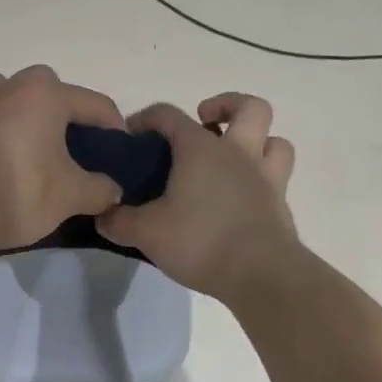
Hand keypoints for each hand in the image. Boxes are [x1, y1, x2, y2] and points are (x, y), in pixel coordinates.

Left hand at [0, 66, 125, 249]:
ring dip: (26, 110)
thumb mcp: (71, 196)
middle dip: (66, 109)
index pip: (93, 103)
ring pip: (10, 94)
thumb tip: (114, 191)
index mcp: (43, 95)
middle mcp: (8, 88)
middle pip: (48, 88)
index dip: (114, 126)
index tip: (122, 149)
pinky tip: (7, 158)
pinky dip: (1, 129)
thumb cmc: (19, 194)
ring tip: (36, 143)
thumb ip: (100, 189)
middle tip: (76, 143)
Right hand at [98, 93, 298, 300]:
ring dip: (257, 140)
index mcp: (201, 149)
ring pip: (275, 140)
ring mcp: (265, 178)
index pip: (169, 115)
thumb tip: (102, 215)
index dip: (146, 119)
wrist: (261, 275)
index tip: (130, 136)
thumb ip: (119, 221)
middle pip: (248, 108)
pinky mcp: (279, 206)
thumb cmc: (201, 242)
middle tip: (205, 122)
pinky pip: (277, 177)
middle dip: (226, 106)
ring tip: (233, 156)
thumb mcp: (146, 233)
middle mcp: (237, 153)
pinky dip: (262, 177)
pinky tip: (243, 196)